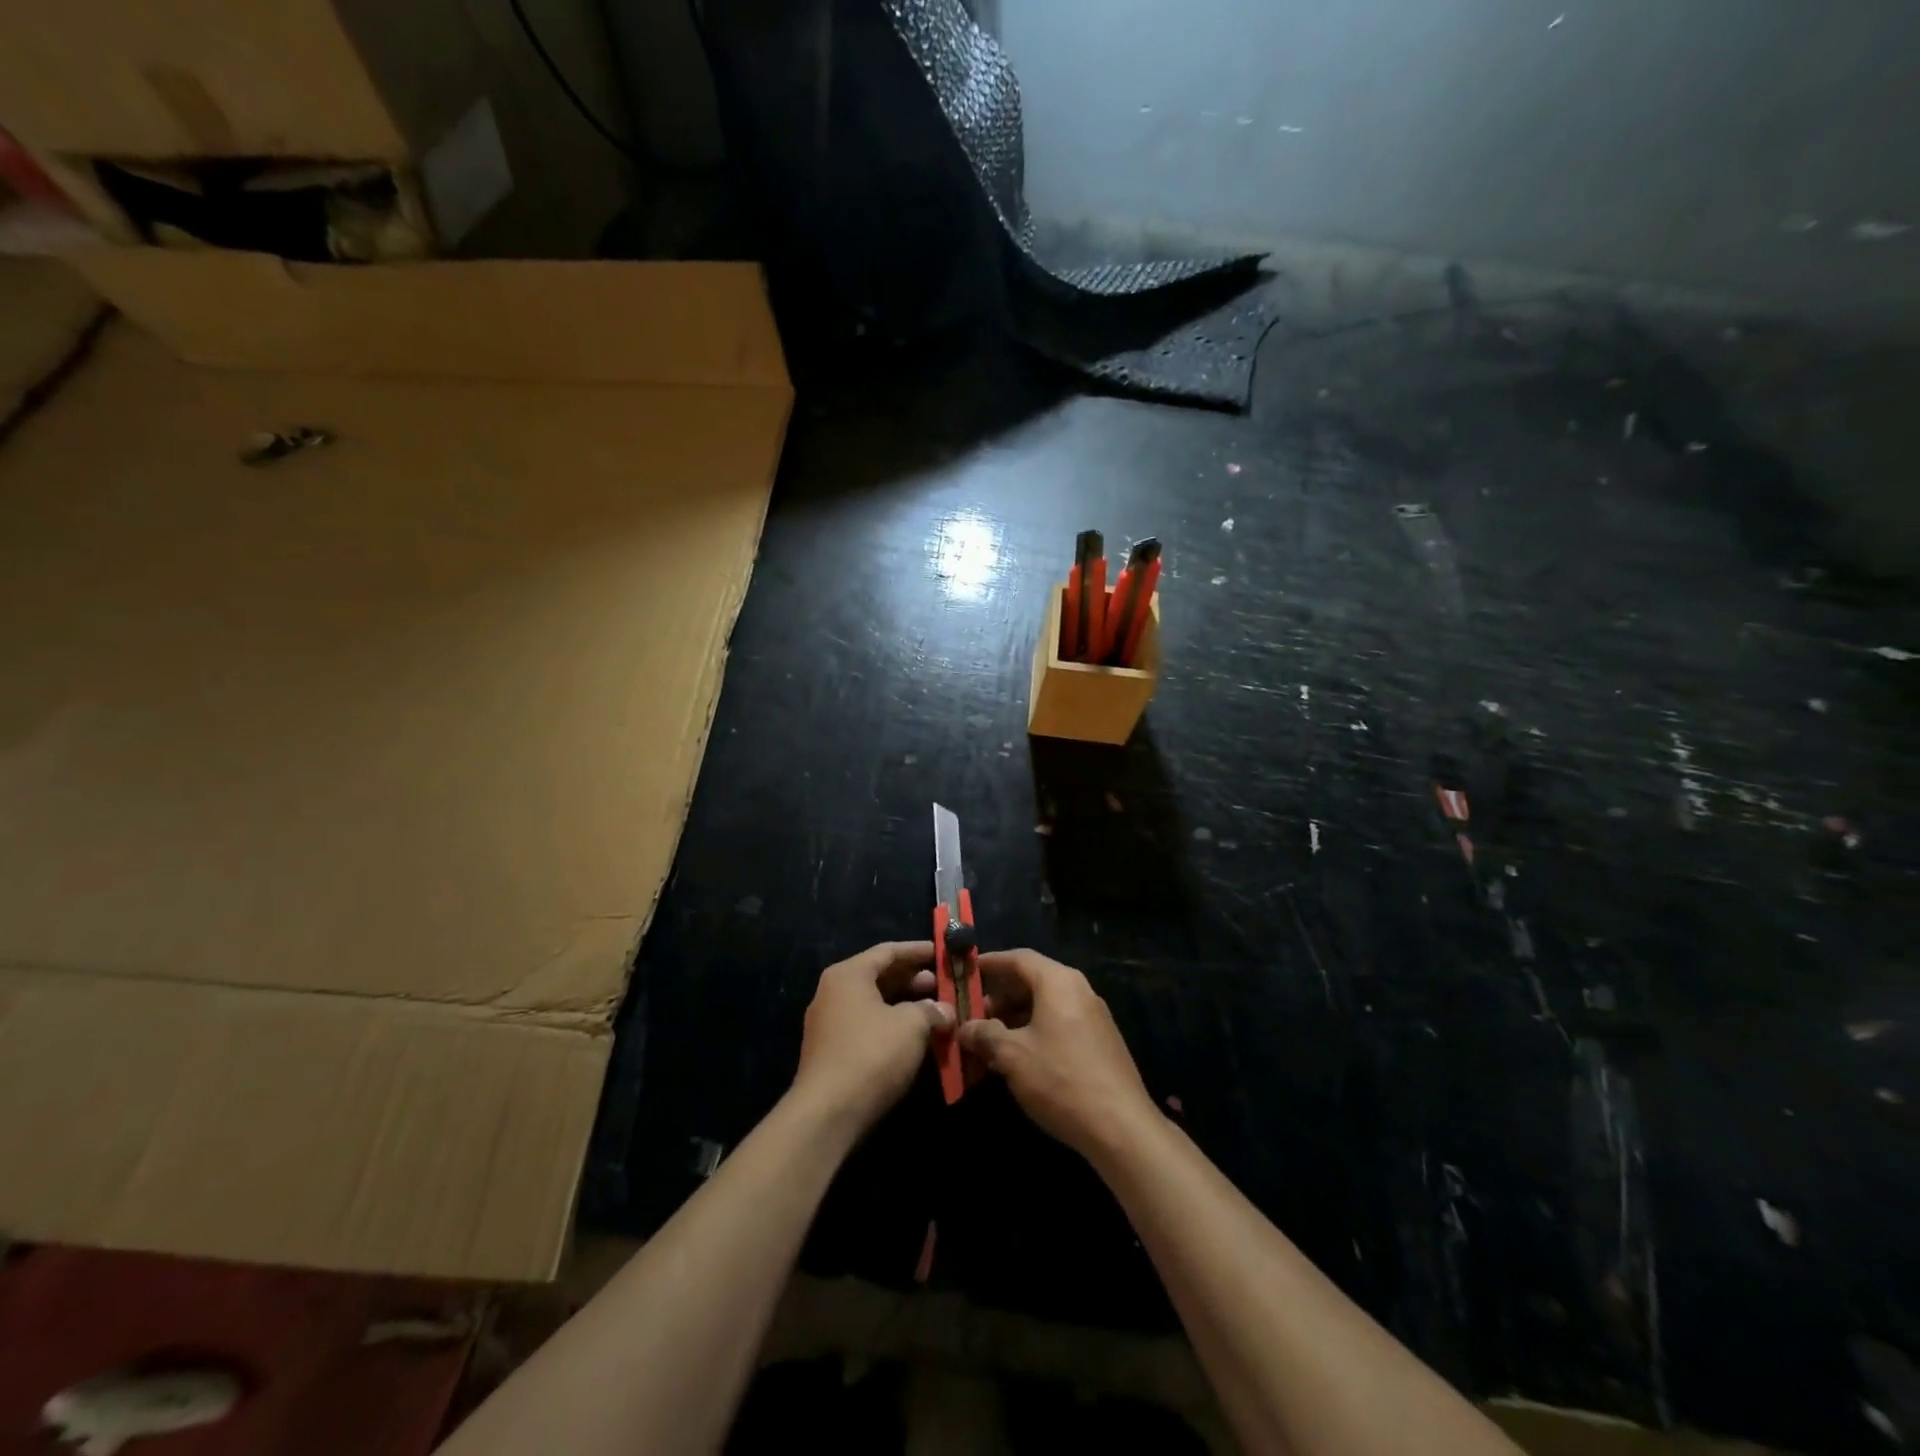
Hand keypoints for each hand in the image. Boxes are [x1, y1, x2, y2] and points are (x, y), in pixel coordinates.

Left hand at [792, 941, 953, 1135]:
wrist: (827, 1114)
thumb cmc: (871, 1054)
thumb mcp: (911, 1025)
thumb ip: (931, 1010)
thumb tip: (944, 1010)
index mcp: (848, 975)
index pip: (888, 951)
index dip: (918, 951)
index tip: (943, 953)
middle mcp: (833, 992)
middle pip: (879, 976)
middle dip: (914, 980)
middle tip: (943, 985)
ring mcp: (829, 1023)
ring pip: (874, 1004)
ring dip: (905, 1005)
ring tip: (936, 1012)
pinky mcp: (831, 1052)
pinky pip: (867, 1026)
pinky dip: (892, 1026)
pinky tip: (915, 1038)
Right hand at [959, 949, 1155, 1158]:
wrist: (1121, 1128)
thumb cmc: (1060, 1079)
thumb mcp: (1013, 1055)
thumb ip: (985, 1035)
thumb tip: (964, 1027)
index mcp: (1058, 982)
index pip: (1018, 958)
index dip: (990, 963)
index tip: (967, 971)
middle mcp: (1078, 990)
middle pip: (1032, 980)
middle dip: (1000, 996)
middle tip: (974, 1016)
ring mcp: (1093, 1016)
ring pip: (1046, 1005)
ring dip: (1016, 1018)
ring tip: (990, 1041)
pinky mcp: (1100, 1042)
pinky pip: (1059, 1023)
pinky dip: (1035, 1031)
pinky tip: (1019, 1058)